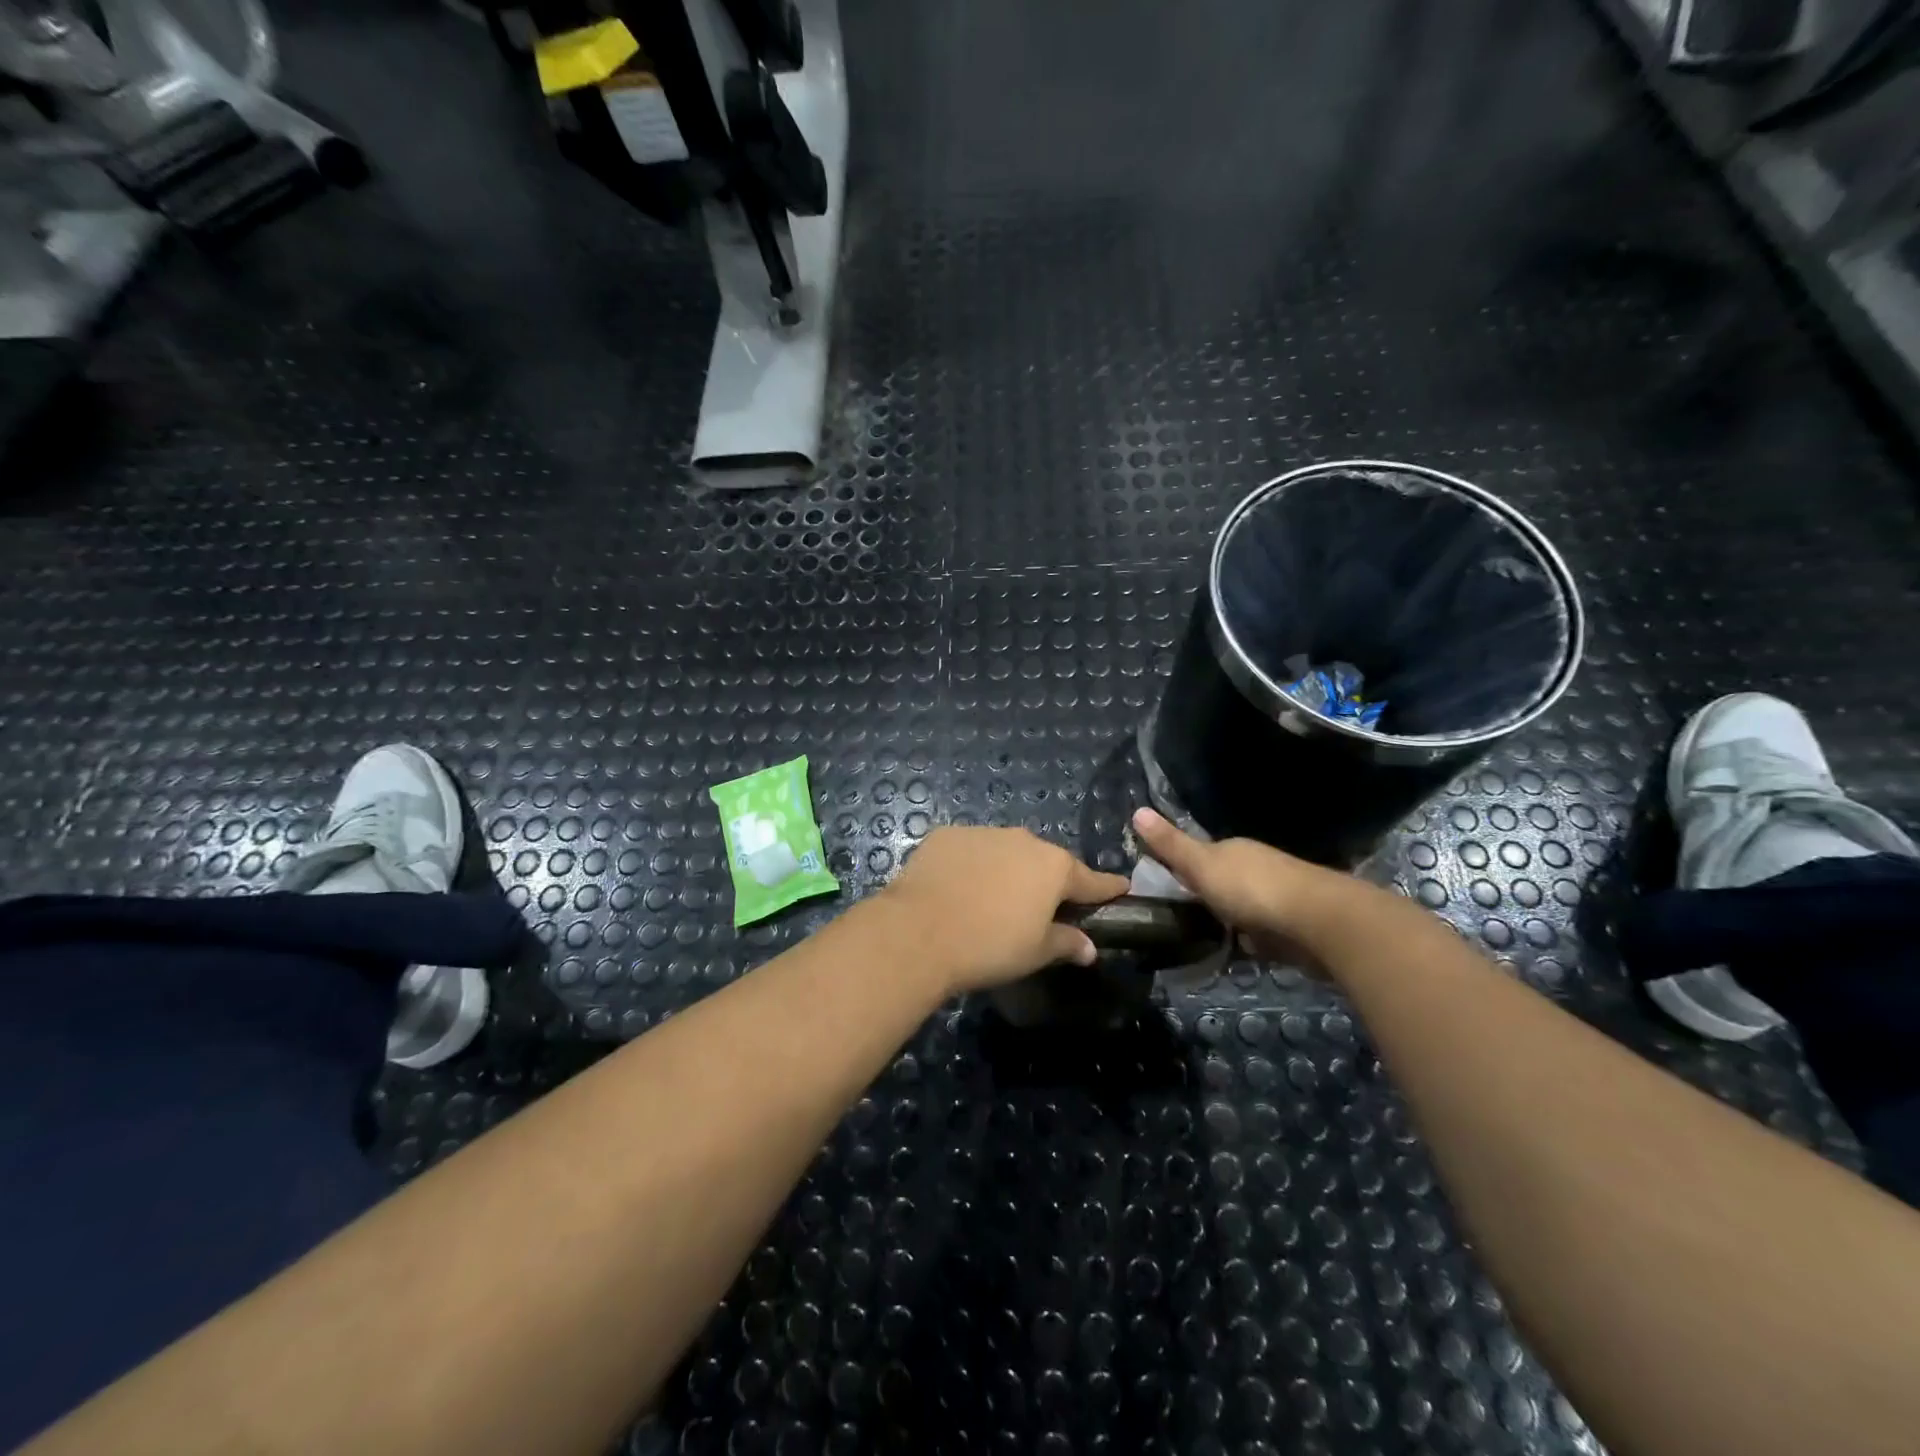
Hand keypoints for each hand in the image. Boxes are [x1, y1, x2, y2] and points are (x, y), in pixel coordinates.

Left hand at [879, 826, 1129, 994]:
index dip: (1107, 888)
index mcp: (1053, 867)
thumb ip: (1066, 943)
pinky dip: (972, 865)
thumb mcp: (1035, 952)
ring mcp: (983, 833)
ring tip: (993, 899)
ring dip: (1008, 870)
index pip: (1091, 879)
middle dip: (1049, 881)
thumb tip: (1089, 947)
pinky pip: (970, 850)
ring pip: (1007, 852)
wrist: (919, 932)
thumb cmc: (989, 946)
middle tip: (1042, 907)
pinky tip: (959, 888)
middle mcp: (1023, 840)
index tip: (1121, 889)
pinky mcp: (947, 835)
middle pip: (1046, 862)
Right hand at [1130, 807, 1351, 956]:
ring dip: (1228, 921)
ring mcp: (1277, 896)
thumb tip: (1137, 810)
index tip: (1162, 889)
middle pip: (1222, 882)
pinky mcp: (1292, 927)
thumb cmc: (1251, 889)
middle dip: (1205, 897)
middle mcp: (1256, 867)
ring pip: (1242, 908)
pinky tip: (1238, 954)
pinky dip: (1250, 941)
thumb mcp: (1201, 865)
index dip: (1181, 869)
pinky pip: (1261, 933)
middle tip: (1178, 920)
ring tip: (1203, 941)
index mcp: (1233, 849)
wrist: (1318, 922)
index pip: (1200, 855)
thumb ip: (1170, 845)